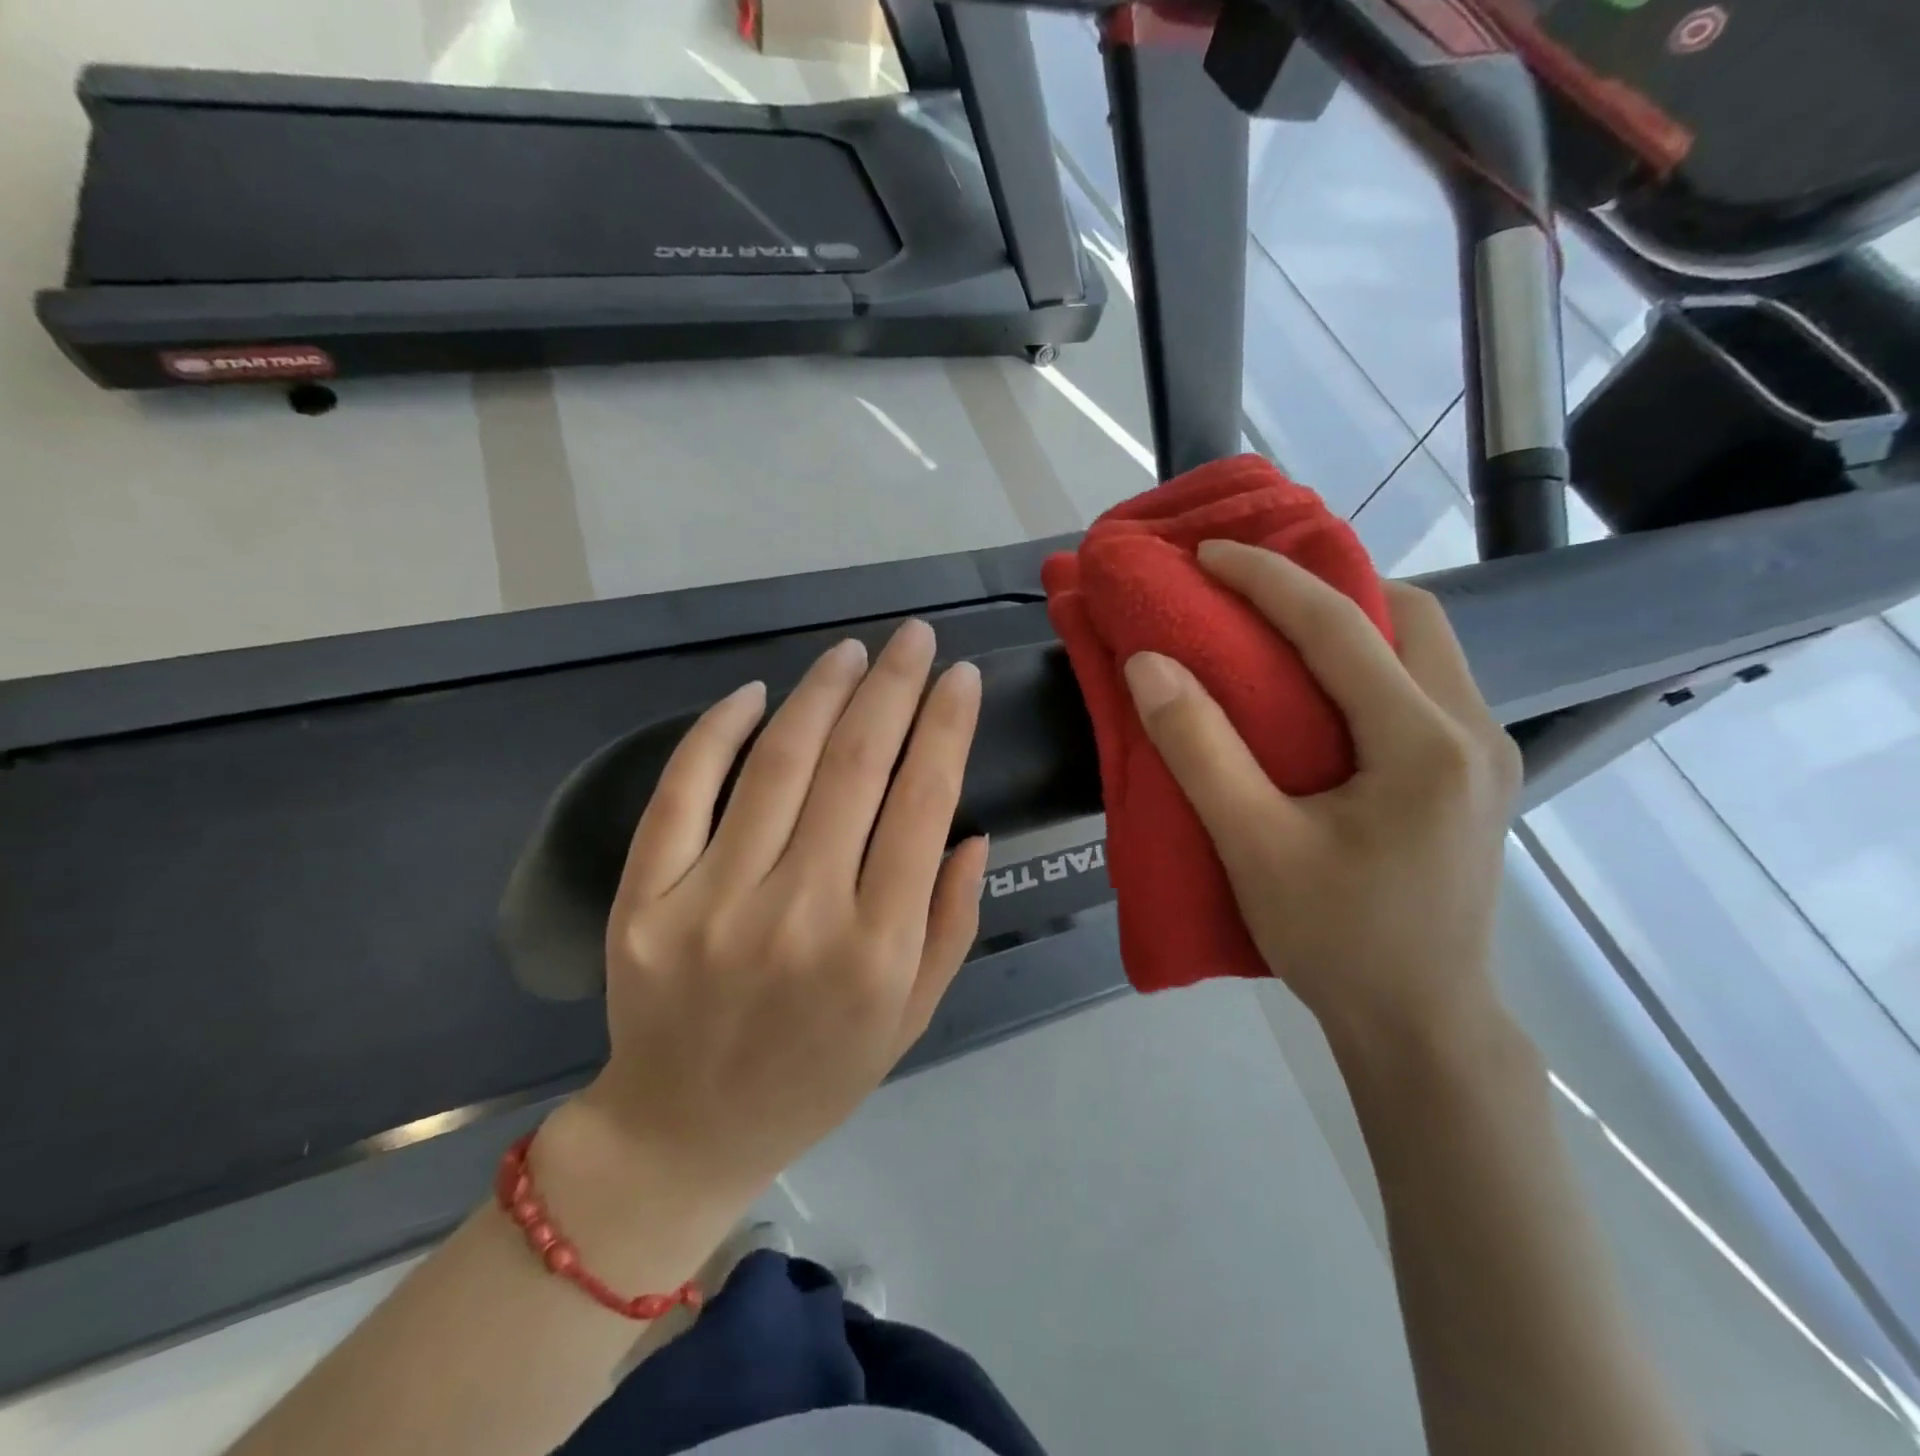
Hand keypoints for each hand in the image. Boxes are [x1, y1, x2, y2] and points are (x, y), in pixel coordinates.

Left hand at [552, 621, 986, 1249]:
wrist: (684, 1131)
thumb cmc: (816, 1075)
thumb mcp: (911, 1015)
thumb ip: (951, 922)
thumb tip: (971, 830)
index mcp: (876, 949)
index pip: (922, 804)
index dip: (946, 726)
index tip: (960, 675)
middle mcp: (799, 915)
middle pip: (855, 766)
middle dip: (893, 686)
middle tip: (913, 637)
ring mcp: (711, 903)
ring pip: (778, 764)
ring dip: (821, 692)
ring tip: (851, 652)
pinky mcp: (644, 900)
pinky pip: (683, 792)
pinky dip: (718, 731)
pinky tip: (755, 693)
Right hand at [1122, 539, 1519, 1049]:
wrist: (1421, 1026)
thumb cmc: (1337, 941)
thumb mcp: (1254, 848)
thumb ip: (1200, 750)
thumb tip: (1149, 665)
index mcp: (1424, 744)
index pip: (1341, 627)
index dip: (1267, 579)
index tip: (1209, 554)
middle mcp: (1473, 732)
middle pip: (1409, 617)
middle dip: (1328, 588)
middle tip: (1252, 595)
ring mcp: (1485, 755)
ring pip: (1424, 649)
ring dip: (1353, 623)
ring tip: (1280, 633)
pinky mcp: (1474, 778)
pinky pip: (1424, 687)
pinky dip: (1369, 664)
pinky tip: (1321, 694)